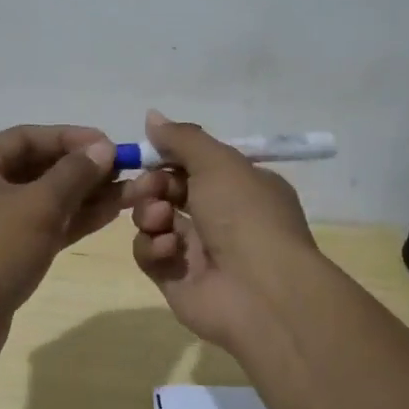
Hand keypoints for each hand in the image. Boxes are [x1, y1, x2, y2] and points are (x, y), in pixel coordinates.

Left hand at [0, 125, 124, 369]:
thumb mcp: (37, 206)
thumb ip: (74, 174)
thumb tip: (104, 147)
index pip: (28, 137)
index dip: (72, 138)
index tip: (112, 145)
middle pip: (36, 166)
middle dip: (82, 169)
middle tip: (126, 170)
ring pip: (42, 198)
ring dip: (83, 195)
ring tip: (129, 192)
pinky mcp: (0, 252)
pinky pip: (40, 224)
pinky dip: (70, 219)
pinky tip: (109, 213)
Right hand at [128, 110, 318, 352]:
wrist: (261, 292)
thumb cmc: (246, 215)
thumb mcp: (218, 162)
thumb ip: (182, 138)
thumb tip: (152, 116)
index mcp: (241, 187)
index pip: (195, 164)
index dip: (168, 158)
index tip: (147, 153)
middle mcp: (222, 217)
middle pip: (170, 191)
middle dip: (153, 185)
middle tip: (149, 189)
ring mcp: (199, 251)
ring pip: (155, 221)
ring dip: (150, 214)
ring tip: (160, 220)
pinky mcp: (177, 280)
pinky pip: (150, 255)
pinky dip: (153, 247)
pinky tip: (168, 249)